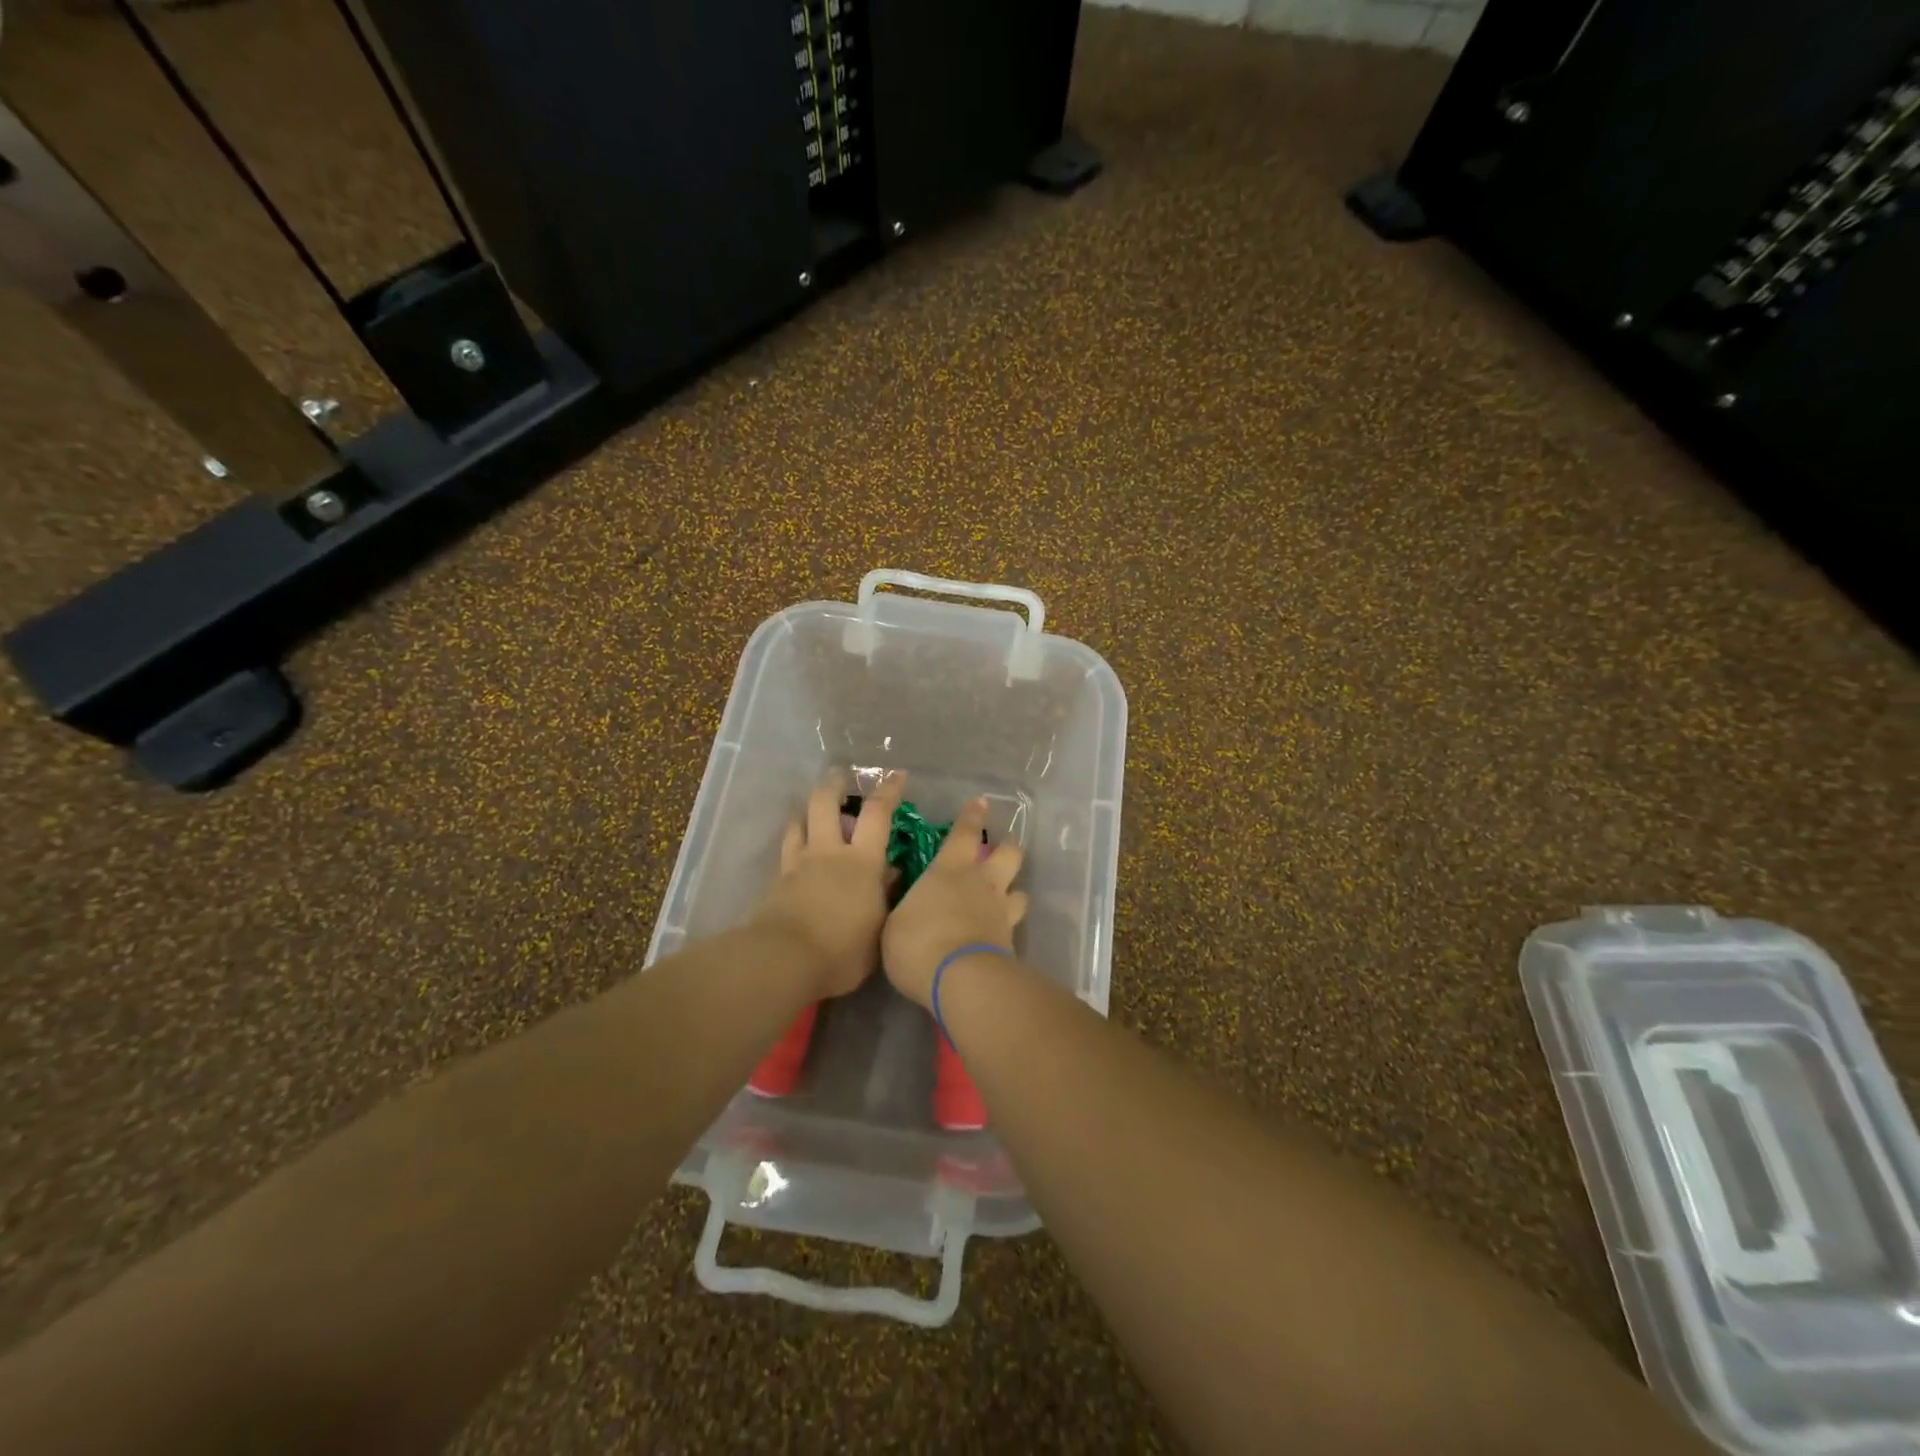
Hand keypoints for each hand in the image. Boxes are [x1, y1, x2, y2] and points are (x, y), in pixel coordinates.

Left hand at [756, 771, 905, 998]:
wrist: (784, 961)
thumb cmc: (842, 951)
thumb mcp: (879, 930)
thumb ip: (885, 898)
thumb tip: (891, 874)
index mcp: (861, 861)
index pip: (877, 814)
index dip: (889, 791)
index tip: (897, 775)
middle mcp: (828, 852)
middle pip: (826, 803)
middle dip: (834, 785)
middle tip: (841, 777)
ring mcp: (798, 864)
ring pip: (799, 822)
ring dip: (807, 812)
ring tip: (813, 811)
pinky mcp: (776, 881)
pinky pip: (785, 850)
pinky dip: (793, 842)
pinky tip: (797, 850)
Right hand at [882, 796, 1028, 1008]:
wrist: (961, 980)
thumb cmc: (918, 943)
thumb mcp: (894, 922)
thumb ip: (906, 908)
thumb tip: (910, 903)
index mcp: (950, 869)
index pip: (965, 833)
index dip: (972, 816)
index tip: (981, 802)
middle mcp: (982, 883)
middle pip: (1008, 854)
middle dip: (1007, 848)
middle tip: (1001, 850)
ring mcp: (1001, 912)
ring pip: (1020, 890)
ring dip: (1014, 890)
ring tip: (1007, 896)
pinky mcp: (1011, 942)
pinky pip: (1015, 925)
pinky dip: (1010, 925)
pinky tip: (1001, 933)